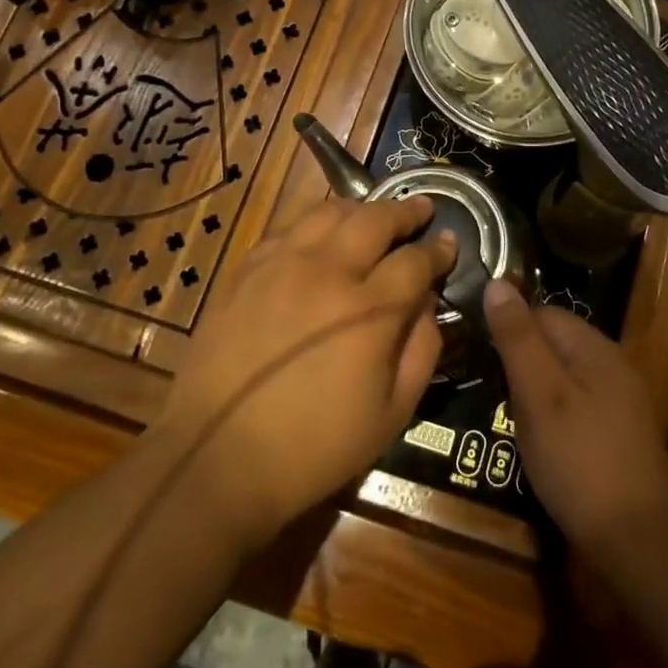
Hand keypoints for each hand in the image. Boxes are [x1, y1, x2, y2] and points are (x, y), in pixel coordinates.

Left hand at [157, 196, 455, 549]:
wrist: (217, 458)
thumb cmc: (315, 446)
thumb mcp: (393, 413)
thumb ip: (422, 348)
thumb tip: (427, 302)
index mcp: (369, 310)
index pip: (416, 261)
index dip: (438, 250)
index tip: (449, 243)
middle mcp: (328, 272)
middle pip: (375, 219)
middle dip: (406, 211)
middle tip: (421, 209)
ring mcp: (281, 264)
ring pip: (329, 211)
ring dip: (360, 209)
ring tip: (372, 216)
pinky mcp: (246, 269)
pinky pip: (287, 227)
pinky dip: (314, 223)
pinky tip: (320, 236)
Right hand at [482, 281, 667, 557]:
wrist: (637, 539)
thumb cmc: (579, 459)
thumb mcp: (539, 394)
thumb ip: (518, 338)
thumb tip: (497, 282)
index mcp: (595, 348)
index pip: (544, 314)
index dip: (510, 330)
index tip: (482, 358)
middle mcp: (612, 365)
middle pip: (555, 344)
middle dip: (521, 363)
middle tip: (494, 396)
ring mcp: (621, 402)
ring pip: (565, 377)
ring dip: (536, 393)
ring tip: (509, 421)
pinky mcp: (620, 434)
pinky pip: (578, 406)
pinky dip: (554, 417)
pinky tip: (542, 444)